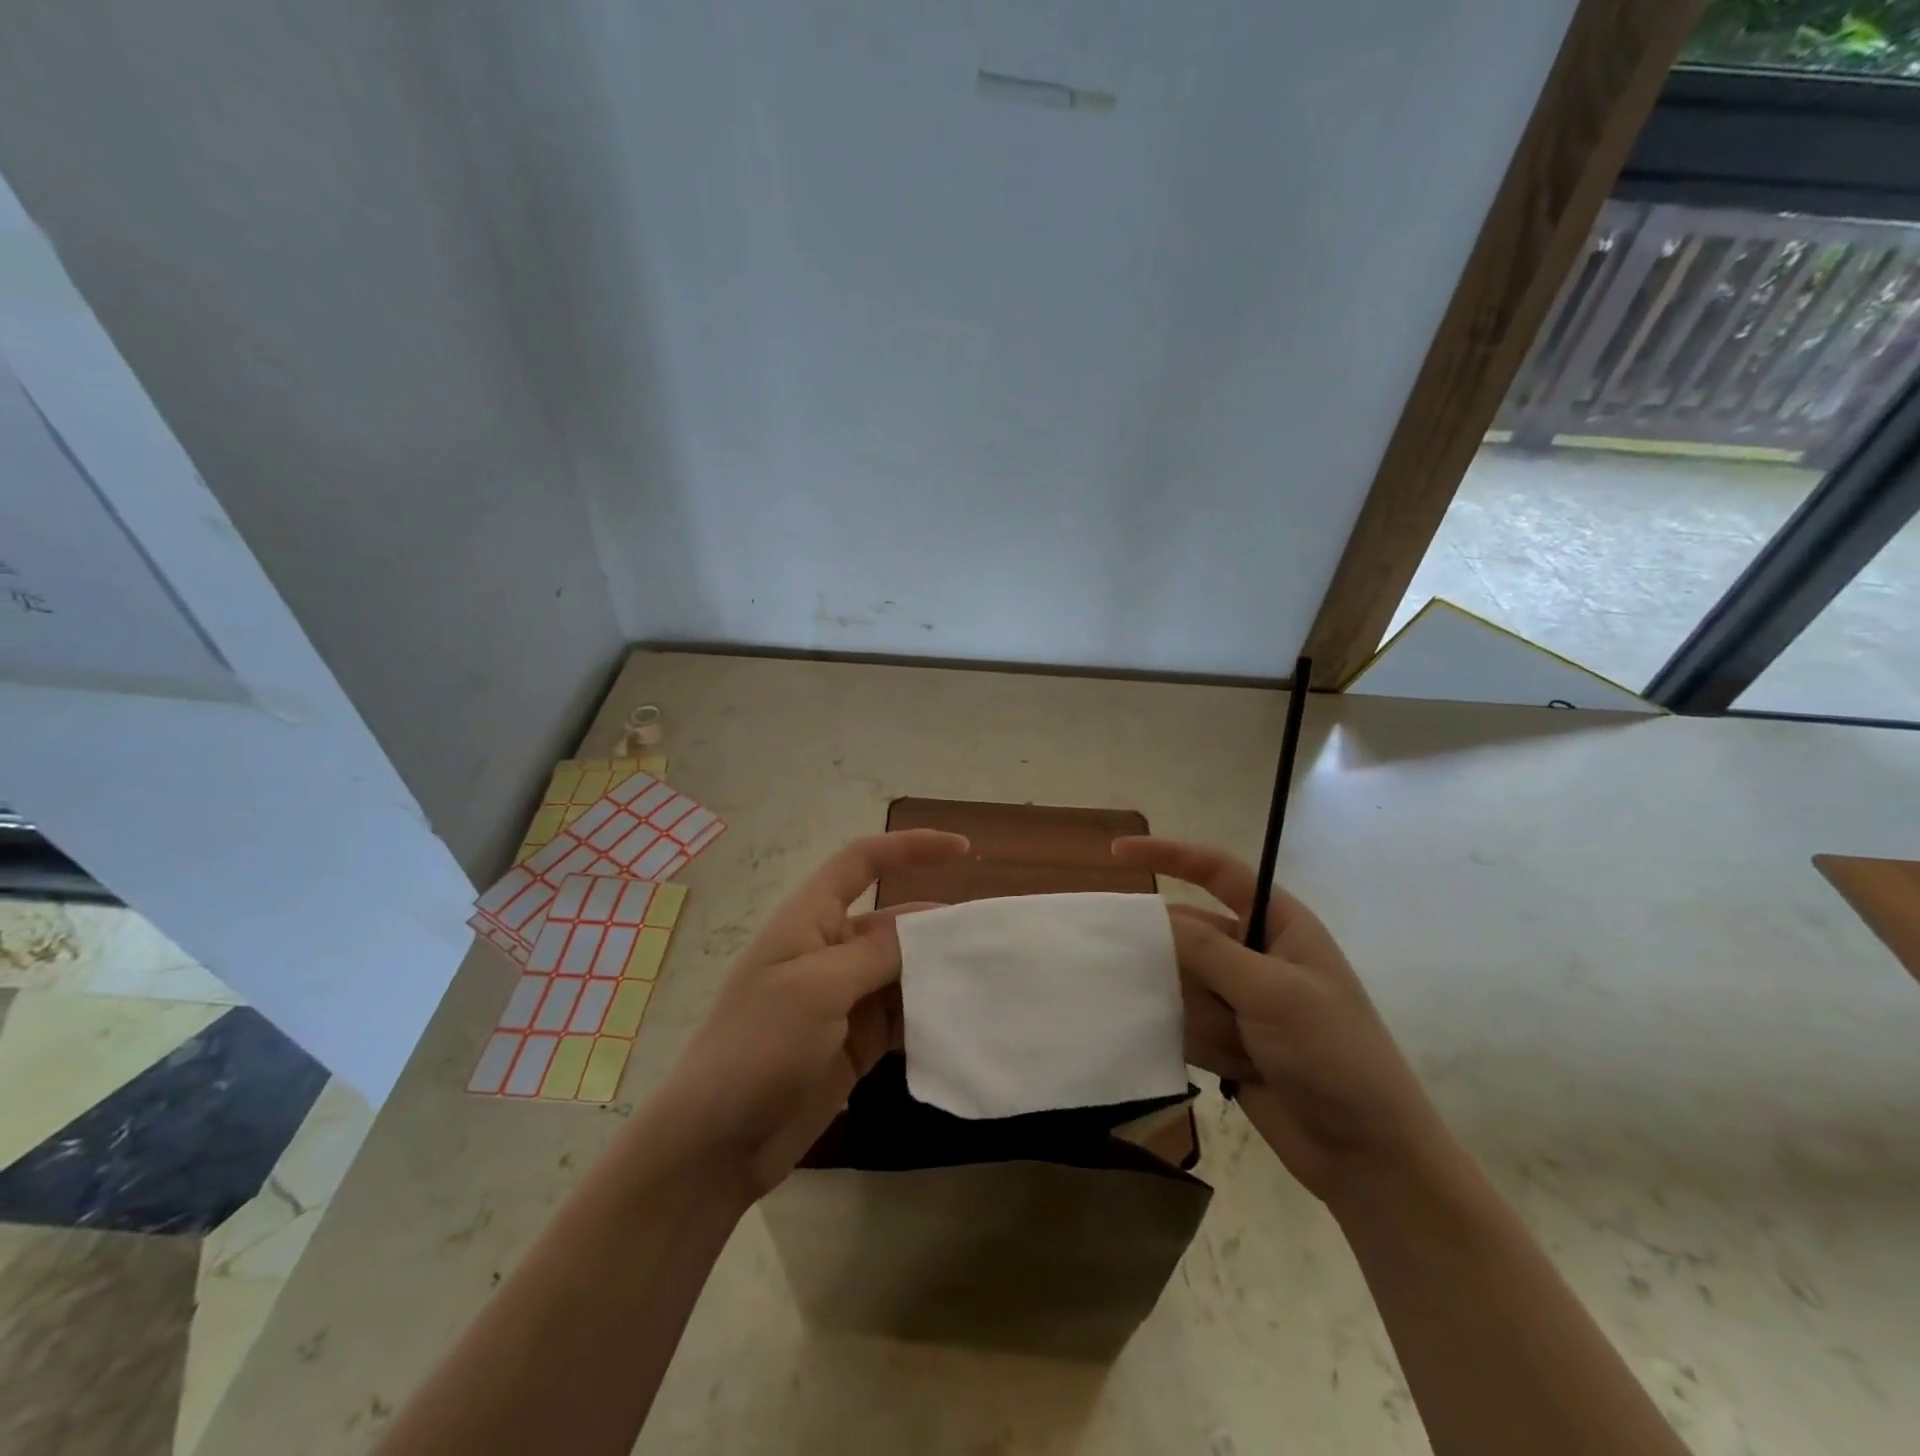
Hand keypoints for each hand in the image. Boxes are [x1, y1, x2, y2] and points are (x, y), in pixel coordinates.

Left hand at [650, 830, 967, 1199]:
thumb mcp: (816, 988)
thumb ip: (875, 953)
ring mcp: (845, 998)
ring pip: (905, 970)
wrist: (717, 1143)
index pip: (862, 862)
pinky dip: (931, 1013)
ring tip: (990, 977)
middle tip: (992, 938)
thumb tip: (925, 930)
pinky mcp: (857, 1041)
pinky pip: (903, 1014)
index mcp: (810, 919)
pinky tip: (965, 1018)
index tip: (963, 850)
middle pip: (894, 921)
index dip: (910, 847)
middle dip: (939, 924)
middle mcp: (830, 950)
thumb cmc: (757, 1047)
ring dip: (940, 972)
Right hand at [1113, 837, 1452, 1203]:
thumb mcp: (1273, 993)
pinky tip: (1231, 1065)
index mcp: (1279, 925)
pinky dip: (1195, 1040)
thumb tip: (1156, 915)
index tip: (1118, 853)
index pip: (1217, 873)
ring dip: (1203, 1016)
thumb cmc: (1333, 1055)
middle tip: (1195, 991)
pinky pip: (1182, 1022)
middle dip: (1182, 962)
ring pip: (1181, 982)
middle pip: (1189, 934)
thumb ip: (1209, 950)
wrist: (1367, 1156)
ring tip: (1243, 1048)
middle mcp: (1254, 955)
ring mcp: (1239, 999)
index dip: (1170, 856)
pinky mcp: (1225, 1039)